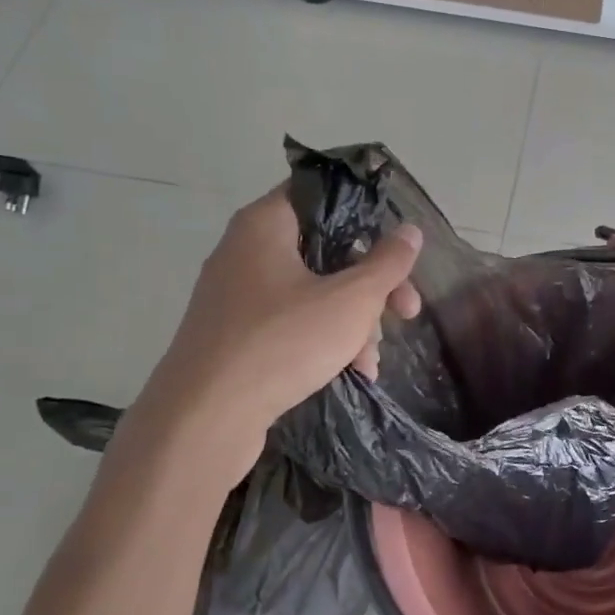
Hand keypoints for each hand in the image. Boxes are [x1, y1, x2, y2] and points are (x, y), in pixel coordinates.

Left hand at [117, 187, 421, 491]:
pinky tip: (351, 371)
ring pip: (313, 291)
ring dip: (353, 320)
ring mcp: (238, 296)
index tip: (397, 243)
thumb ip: (387, 263)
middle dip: (372, 284)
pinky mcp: (236, 335)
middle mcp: (246, 251)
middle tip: (407, 310)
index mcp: (265, 226)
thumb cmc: (282, 343)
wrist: (204, 419)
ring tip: (371, 360)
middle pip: (325, 250)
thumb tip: (410, 231)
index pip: (320, 194)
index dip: (365, 213)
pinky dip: (324, 339)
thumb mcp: (351, 300)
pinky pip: (291, 322)